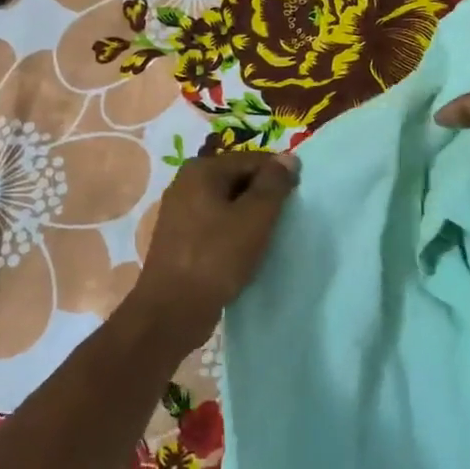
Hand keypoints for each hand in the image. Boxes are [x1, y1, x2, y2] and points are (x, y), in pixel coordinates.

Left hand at [123, 152, 297, 353]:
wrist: (172, 310)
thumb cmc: (216, 257)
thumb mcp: (254, 218)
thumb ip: (273, 185)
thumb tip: (289, 158)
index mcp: (202, 169)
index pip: (253, 159)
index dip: (278, 176)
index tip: (297, 200)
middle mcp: (186, 182)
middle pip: (238, 178)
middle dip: (263, 196)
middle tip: (284, 221)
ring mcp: (180, 211)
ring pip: (227, 203)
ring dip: (249, 216)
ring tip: (267, 237)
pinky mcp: (180, 238)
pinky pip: (215, 224)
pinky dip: (233, 232)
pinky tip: (245, 251)